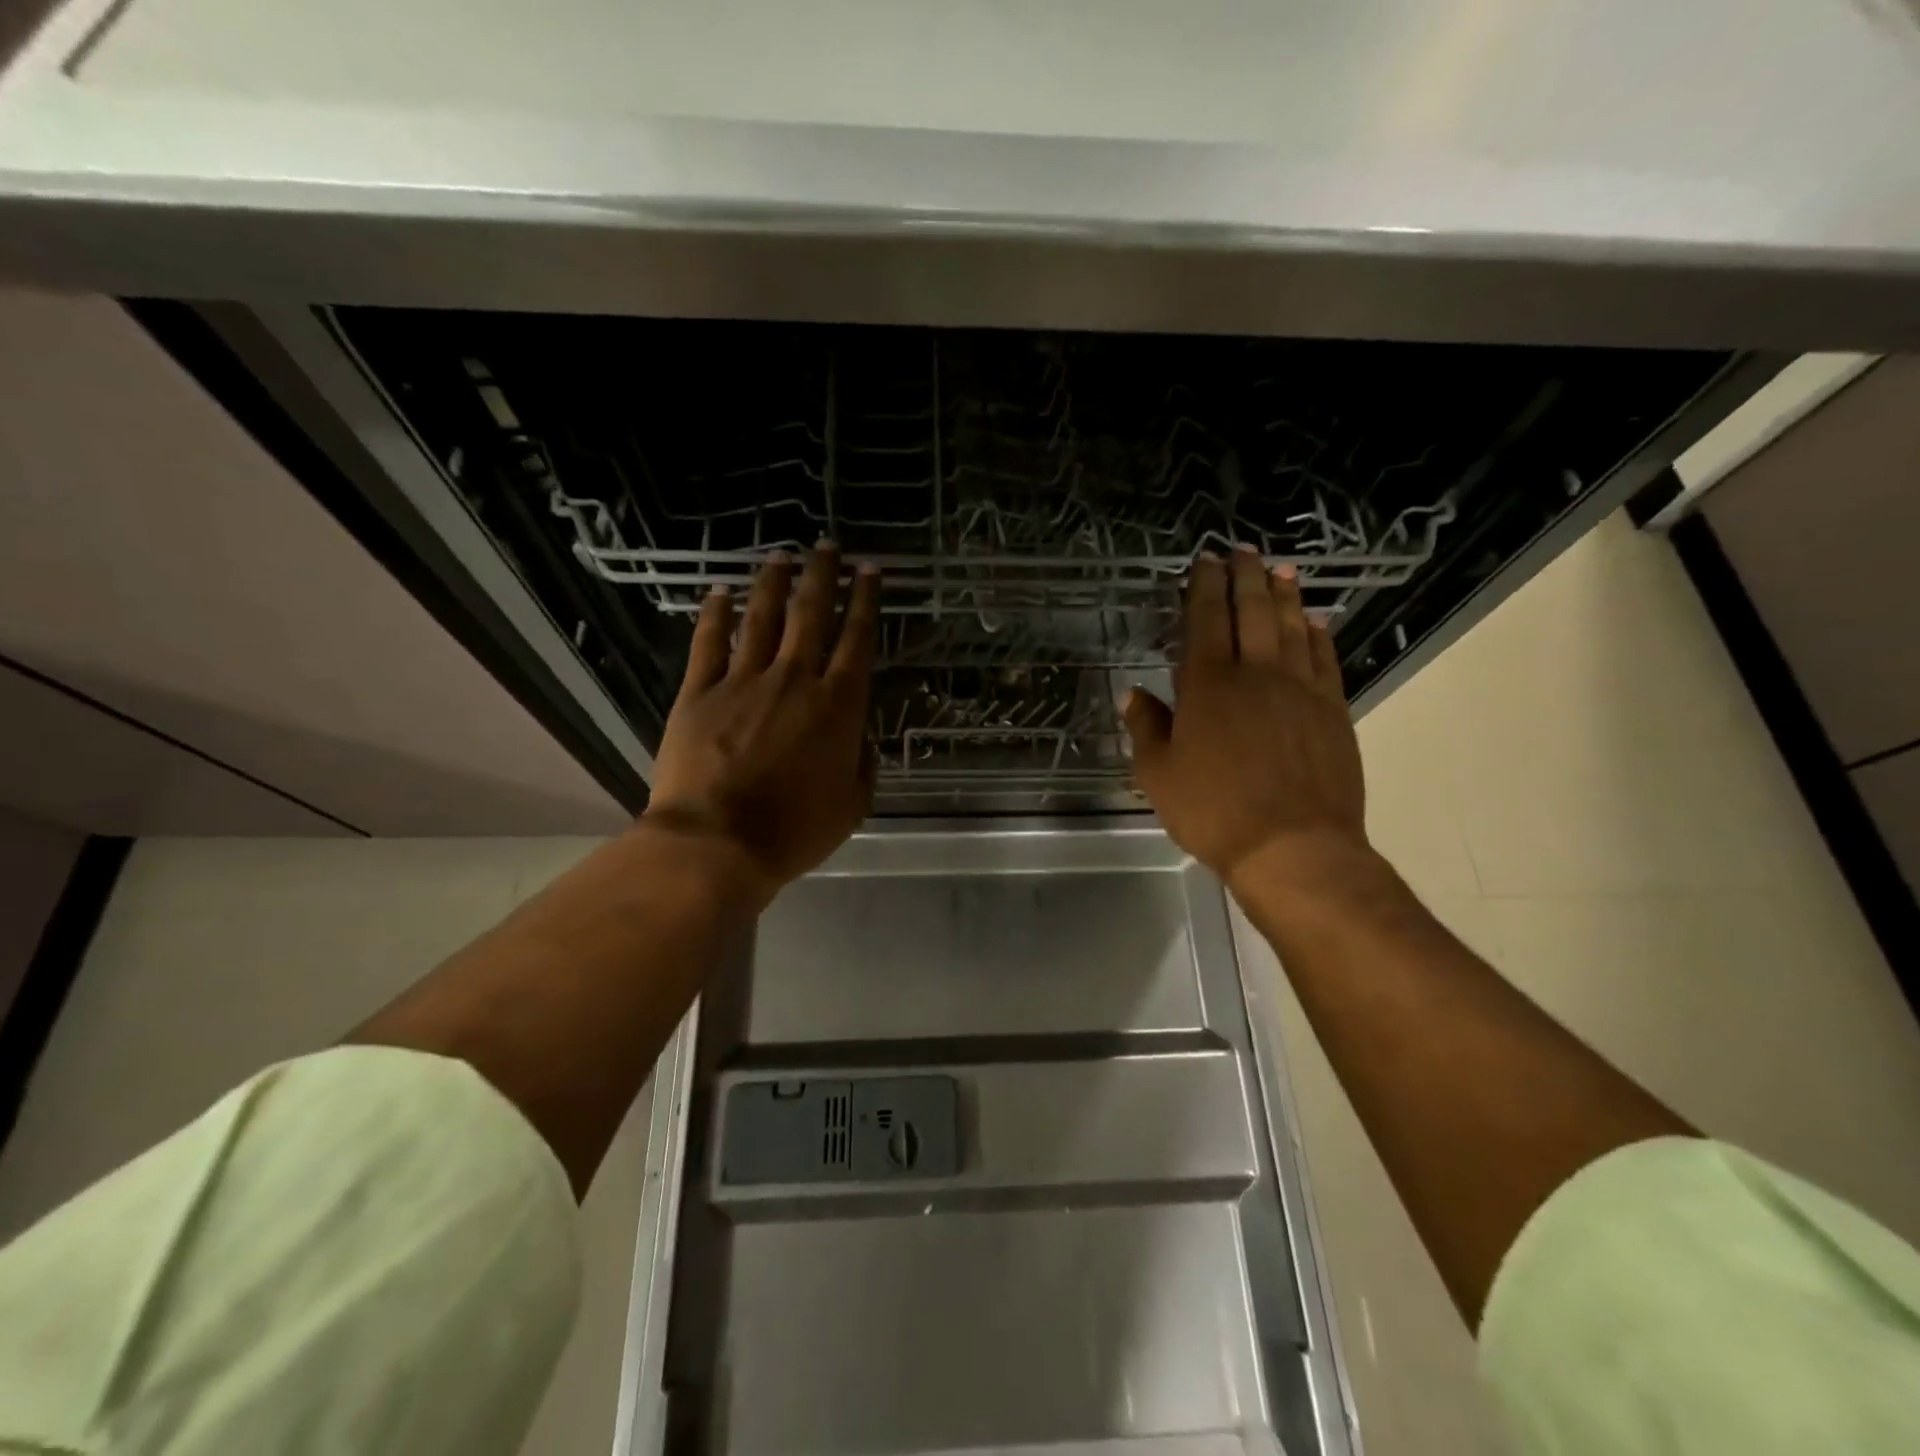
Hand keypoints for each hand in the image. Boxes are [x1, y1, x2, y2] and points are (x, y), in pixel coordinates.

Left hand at [642, 544, 879, 908]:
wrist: (717, 843)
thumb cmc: (794, 830)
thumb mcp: (852, 805)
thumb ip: (863, 763)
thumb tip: (861, 737)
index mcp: (837, 705)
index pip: (857, 639)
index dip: (866, 601)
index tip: (869, 571)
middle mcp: (794, 679)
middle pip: (812, 614)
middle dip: (823, 576)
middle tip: (827, 546)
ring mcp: (743, 681)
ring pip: (762, 617)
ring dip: (774, 583)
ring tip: (782, 556)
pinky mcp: (699, 692)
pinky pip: (709, 642)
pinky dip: (715, 614)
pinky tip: (719, 592)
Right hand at [1123, 546, 1366, 889]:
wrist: (1293, 848)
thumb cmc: (1213, 811)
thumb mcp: (1158, 775)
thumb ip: (1146, 728)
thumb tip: (1133, 694)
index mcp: (1209, 685)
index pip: (1206, 620)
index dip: (1204, 587)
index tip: (1205, 561)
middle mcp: (1257, 674)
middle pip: (1254, 612)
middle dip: (1246, 577)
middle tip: (1244, 551)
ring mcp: (1301, 689)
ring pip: (1293, 628)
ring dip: (1285, 595)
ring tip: (1281, 570)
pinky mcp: (1332, 711)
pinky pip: (1325, 659)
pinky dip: (1319, 635)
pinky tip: (1316, 622)